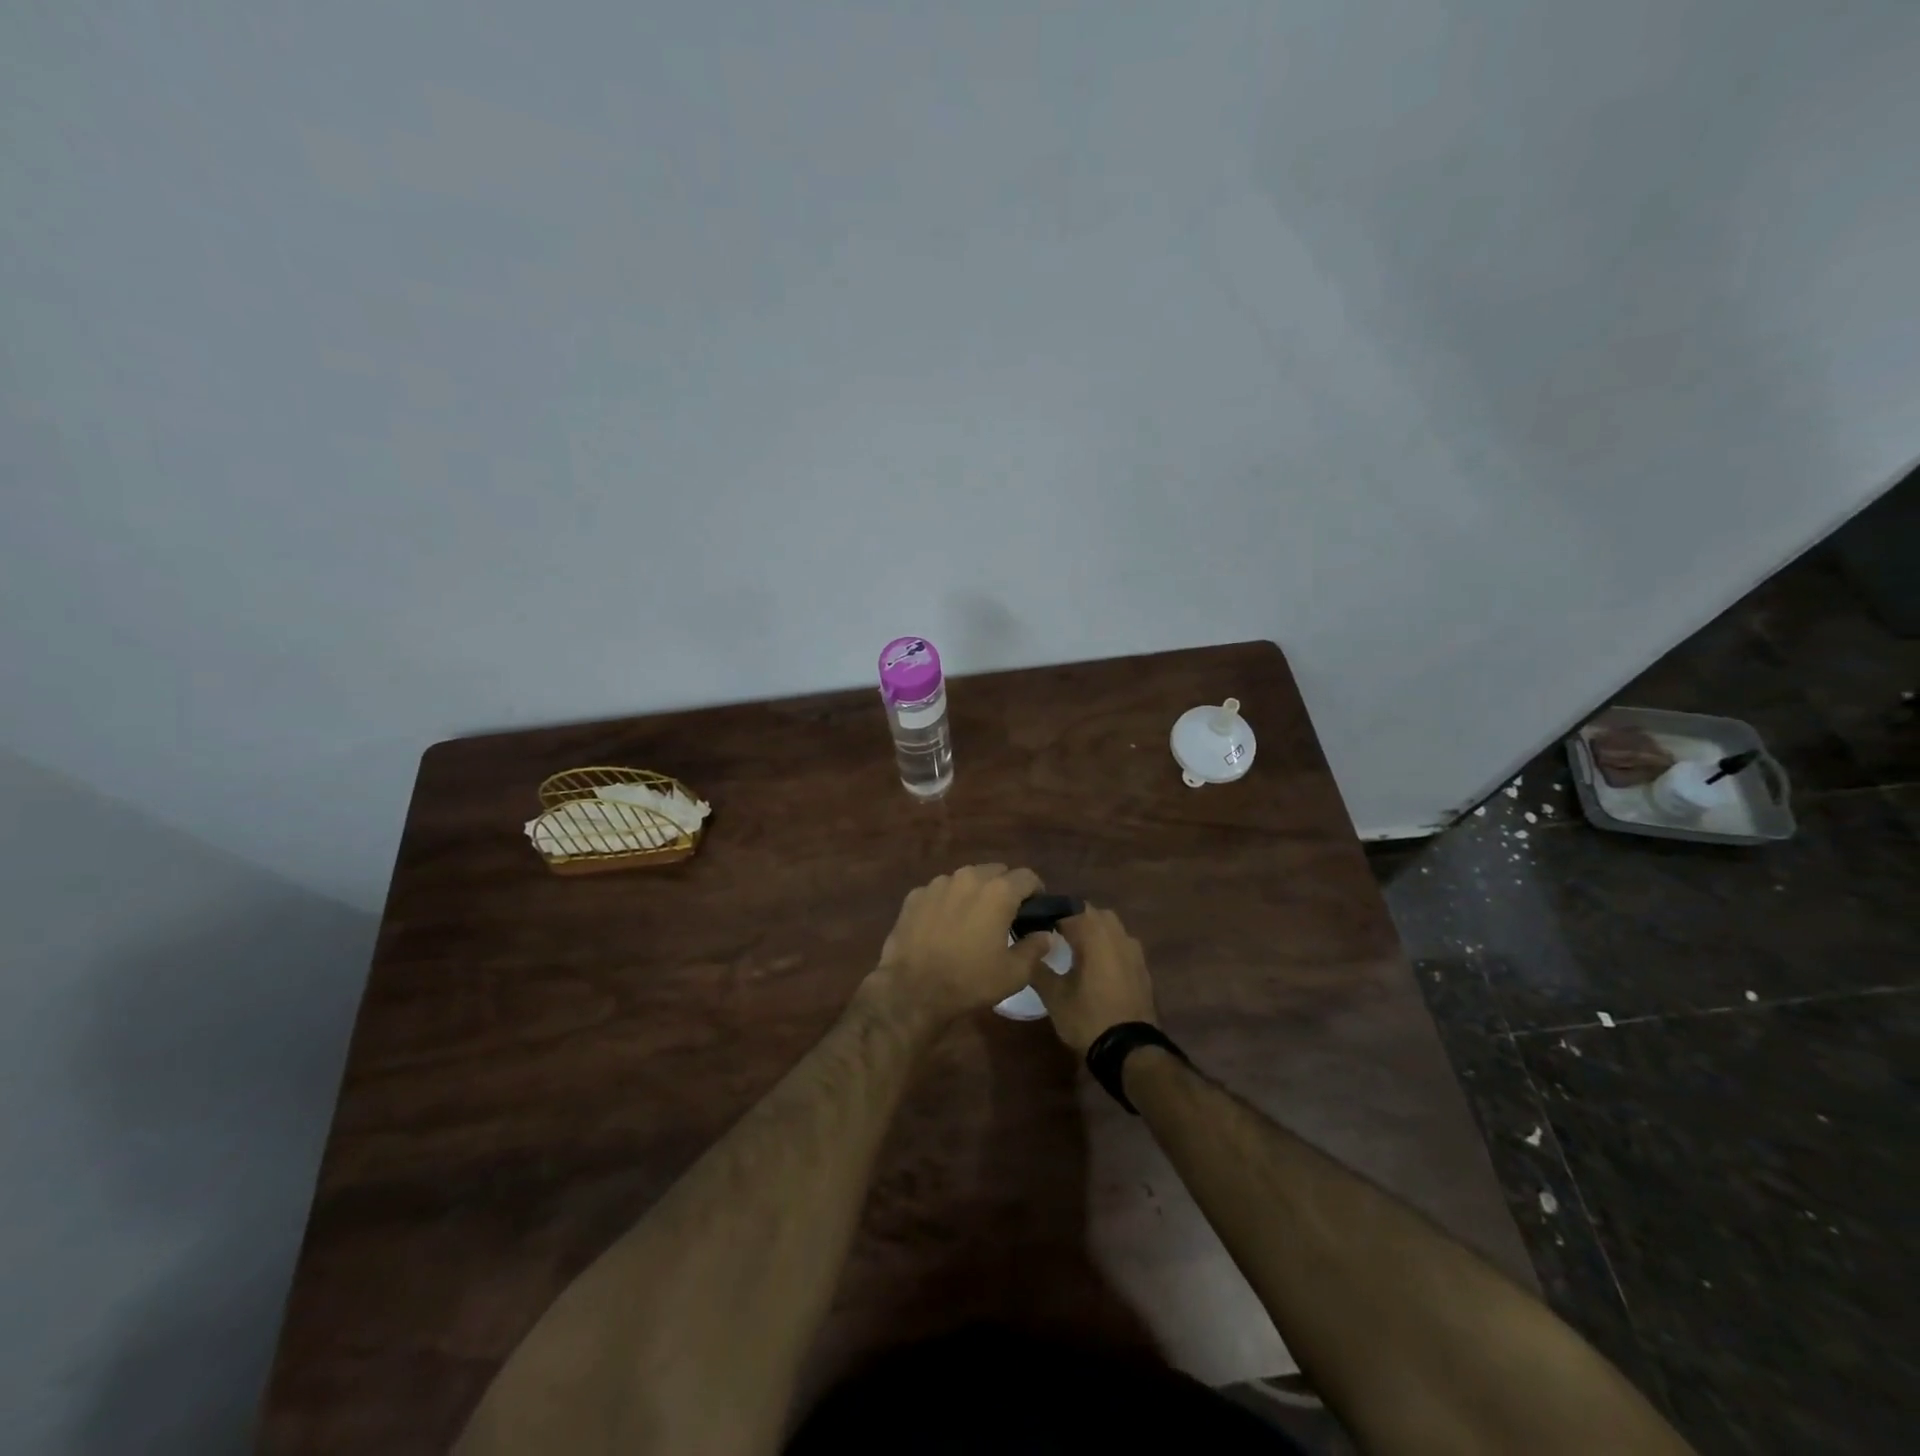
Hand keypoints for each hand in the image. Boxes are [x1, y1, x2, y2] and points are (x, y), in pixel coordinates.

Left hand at [866, 865, 1055, 1026]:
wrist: (912, 990)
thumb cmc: (969, 981)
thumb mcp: (1014, 973)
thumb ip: (1036, 948)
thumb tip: (1045, 935)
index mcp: (998, 891)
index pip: (1028, 877)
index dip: (1036, 892)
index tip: (1035, 912)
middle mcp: (968, 877)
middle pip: (996, 872)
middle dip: (1005, 888)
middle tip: (1005, 916)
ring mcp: (938, 883)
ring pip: (966, 879)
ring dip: (975, 892)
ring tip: (972, 919)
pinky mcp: (915, 895)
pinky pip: (940, 891)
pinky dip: (948, 901)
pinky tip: (944, 926)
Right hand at [1027, 905, 1157, 1055]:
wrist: (1131, 1050)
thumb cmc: (1088, 1018)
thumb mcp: (1054, 996)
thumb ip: (1038, 967)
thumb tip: (1027, 948)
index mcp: (1093, 934)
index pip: (1067, 908)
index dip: (1048, 913)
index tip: (1033, 923)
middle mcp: (1116, 934)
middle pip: (1091, 913)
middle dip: (1072, 918)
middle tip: (1052, 934)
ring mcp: (1133, 949)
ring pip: (1109, 926)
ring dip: (1092, 930)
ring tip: (1073, 949)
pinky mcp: (1142, 966)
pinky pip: (1121, 944)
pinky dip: (1107, 946)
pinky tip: (1096, 966)